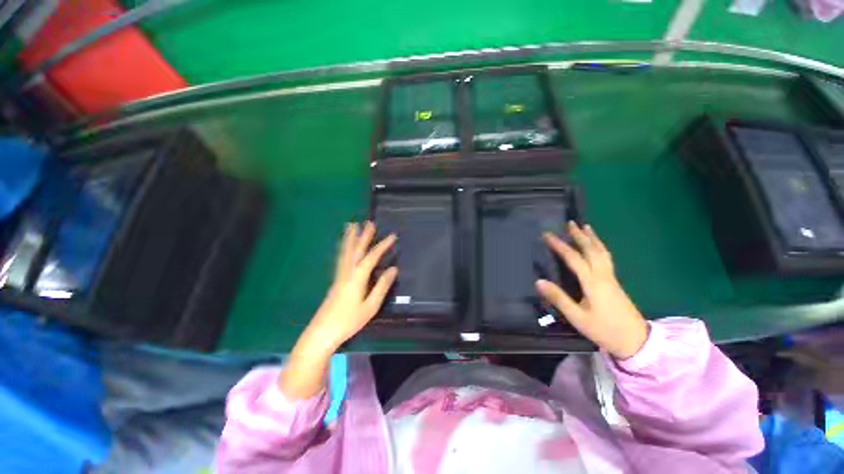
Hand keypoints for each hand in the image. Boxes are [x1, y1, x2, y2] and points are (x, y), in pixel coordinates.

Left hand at [304, 221, 397, 352]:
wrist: (322, 332)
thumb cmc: (349, 321)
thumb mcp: (370, 306)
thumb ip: (382, 286)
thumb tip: (393, 269)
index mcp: (357, 278)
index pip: (372, 257)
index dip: (382, 245)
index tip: (392, 236)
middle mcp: (347, 272)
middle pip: (356, 250)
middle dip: (363, 236)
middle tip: (369, 222)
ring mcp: (339, 275)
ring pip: (345, 252)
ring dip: (350, 238)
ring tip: (351, 226)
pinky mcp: (336, 280)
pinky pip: (341, 258)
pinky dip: (344, 248)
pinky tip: (345, 247)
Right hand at [535, 222, 647, 359]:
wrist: (636, 341)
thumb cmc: (604, 329)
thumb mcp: (577, 317)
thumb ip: (558, 298)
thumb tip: (539, 281)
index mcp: (593, 282)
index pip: (574, 258)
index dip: (559, 245)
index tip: (547, 235)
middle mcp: (603, 275)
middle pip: (591, 250)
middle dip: (579, 235)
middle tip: (570, 223)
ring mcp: (611, 278)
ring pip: (602, 252)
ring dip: (593, 238)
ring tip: (586, 227)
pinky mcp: (615, 282)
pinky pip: (606, 258)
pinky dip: (599, 247)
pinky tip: (597, 247)